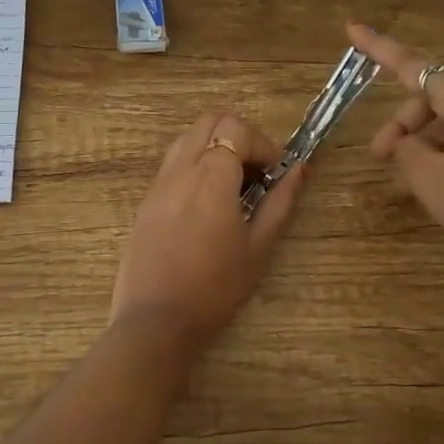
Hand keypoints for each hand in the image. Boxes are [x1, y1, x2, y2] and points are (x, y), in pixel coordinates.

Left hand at [110, 111, 307, 345]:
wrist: (156, 321)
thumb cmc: (215, 289)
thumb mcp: (258, 247)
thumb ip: (280, 203)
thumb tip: (299, 169)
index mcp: (210, 178)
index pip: (236, 129)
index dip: (263, 145)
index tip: (276, 174)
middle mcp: (179, 171)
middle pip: (210, 121)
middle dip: (239, 136)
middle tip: (256, 172)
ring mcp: (157, 184)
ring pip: (187, 139)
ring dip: (214, 147)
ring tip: (232, 186)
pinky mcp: (145, 202)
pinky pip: (172, 164)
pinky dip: (194, 165)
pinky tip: (206, 204)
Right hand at [348, 23, 443, 284]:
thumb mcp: (431, 180)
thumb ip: (406, 151)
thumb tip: (405, 141)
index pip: (412, 66)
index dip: (379, 47)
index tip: (351, 26)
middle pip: (431, 98)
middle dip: (401, 123)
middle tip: (380, 160)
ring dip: (423, 142)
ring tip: (411, 182)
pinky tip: (443, 184)